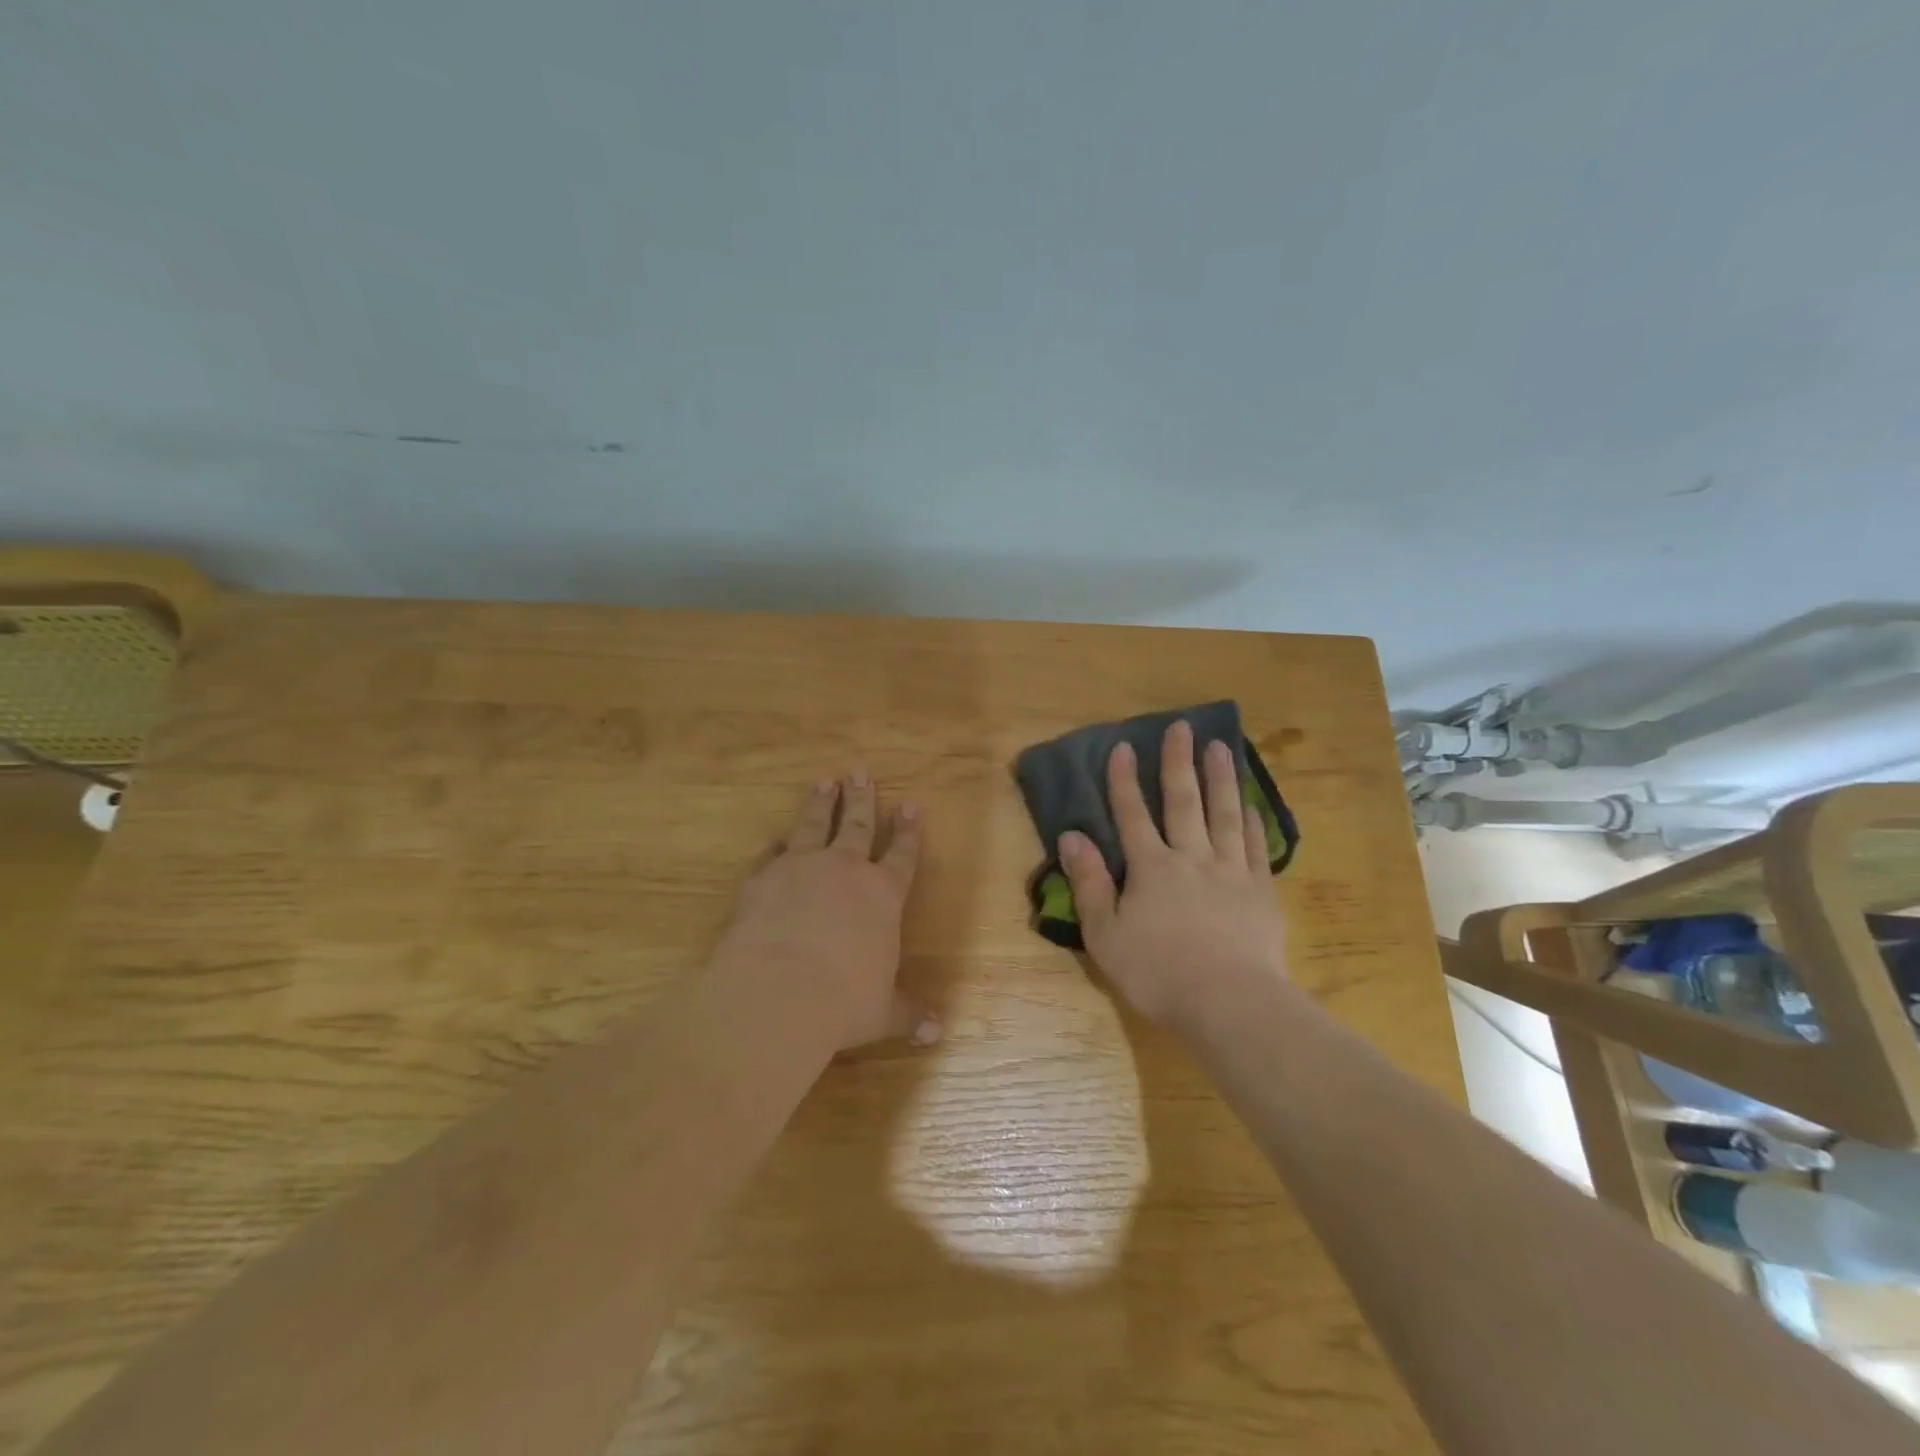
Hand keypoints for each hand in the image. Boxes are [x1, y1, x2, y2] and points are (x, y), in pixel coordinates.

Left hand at [714, 771, 937, 1055]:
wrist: (777, 992)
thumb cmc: (843, 1002)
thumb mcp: (882, 1012)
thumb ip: (908, 1014)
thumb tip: (937, 1033)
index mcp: (882, 895)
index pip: (902, 855)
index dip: (908, 831)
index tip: (911, 806)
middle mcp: (844, 871)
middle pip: (857, 825)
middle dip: (862, 799)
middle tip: (860, 773)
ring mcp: (801, 868)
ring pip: (814, 824)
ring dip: (821, 803)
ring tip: (824, 781)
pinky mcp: (762, 878)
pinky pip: (772, 854)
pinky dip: (777, 846)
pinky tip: (776, 839)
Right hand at [1059, 721, 1288, 1030]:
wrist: (1228, 1001)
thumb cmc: (1157, 971)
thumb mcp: (1106, 933)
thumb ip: (1089, 882)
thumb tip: (1071, 836)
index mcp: (1151, 868)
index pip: (1132, 814)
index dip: (1124, 780)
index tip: (1123, 746)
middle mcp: (1191, 857)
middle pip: (1183, 802)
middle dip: (1178, 763)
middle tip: (1181, 727)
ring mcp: (1230, 871)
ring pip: (1224, 815)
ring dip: (1220, 779)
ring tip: (1220, 747)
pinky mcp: (1260, 891)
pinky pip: (1256, 848)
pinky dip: (1252, 823)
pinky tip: (1250, 805)